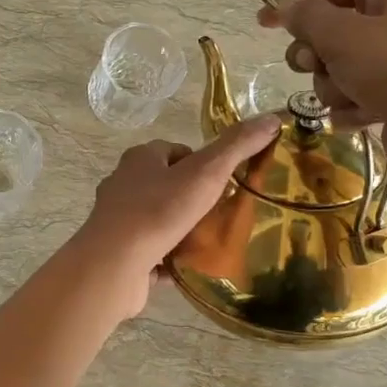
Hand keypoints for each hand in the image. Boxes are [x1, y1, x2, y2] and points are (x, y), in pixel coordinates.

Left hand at [71, 116, 281, 315]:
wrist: (114, 264)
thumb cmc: (158, 211)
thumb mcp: (205, 173)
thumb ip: (237, 146)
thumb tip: (273, 119)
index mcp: (140, 159)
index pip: (176, 151)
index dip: (203, 163)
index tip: (225, 182)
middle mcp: (123, 184)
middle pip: (166, 185)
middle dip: (193, 198)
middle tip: (223, 213)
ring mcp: (118, 221)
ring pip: (158, 220)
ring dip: (181, 229)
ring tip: (211, 241)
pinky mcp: (118, 252)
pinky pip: (150, 252)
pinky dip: (168, 258)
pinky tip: (190, 267)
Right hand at [255, 0, 386, 188]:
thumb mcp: (342, 35)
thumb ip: (305, 18)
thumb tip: (283, 6)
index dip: (292, 6)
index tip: (262, 23)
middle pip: (331, 31)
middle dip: (317, 56)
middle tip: (315, 66)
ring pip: (340, 68)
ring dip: (334, 87)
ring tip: (352, 97)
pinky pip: (358, 95)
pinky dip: (353, 107)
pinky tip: (363, 117)